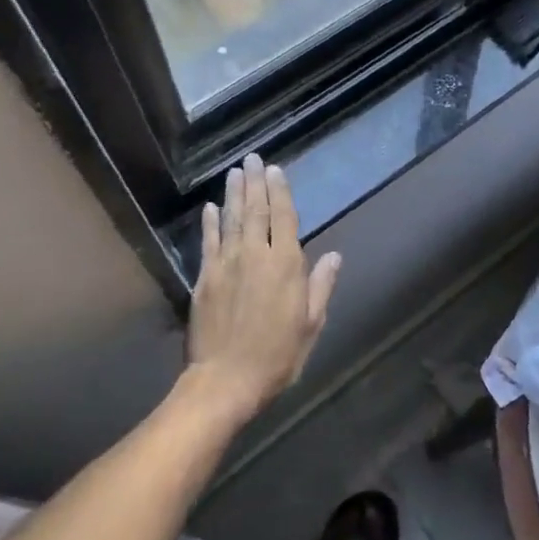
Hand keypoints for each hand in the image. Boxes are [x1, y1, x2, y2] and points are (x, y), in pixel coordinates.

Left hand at [185, 154, 339, 422]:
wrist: (225, 381)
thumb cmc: (277, 356)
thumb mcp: (310, 324)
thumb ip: (320, 286)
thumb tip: (334, 256)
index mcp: (285, 265)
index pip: (283, 217)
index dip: (280, 191)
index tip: (275, 170)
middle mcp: (255, 255)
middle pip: (256, 211)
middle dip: (255, 183)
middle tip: (252, 159)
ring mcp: (226, 264)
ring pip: (231, 220)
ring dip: (234, 194)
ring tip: (235, 172)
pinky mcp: (204, 278)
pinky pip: (208, 242)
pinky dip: (210, 222)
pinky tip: (211, 207)